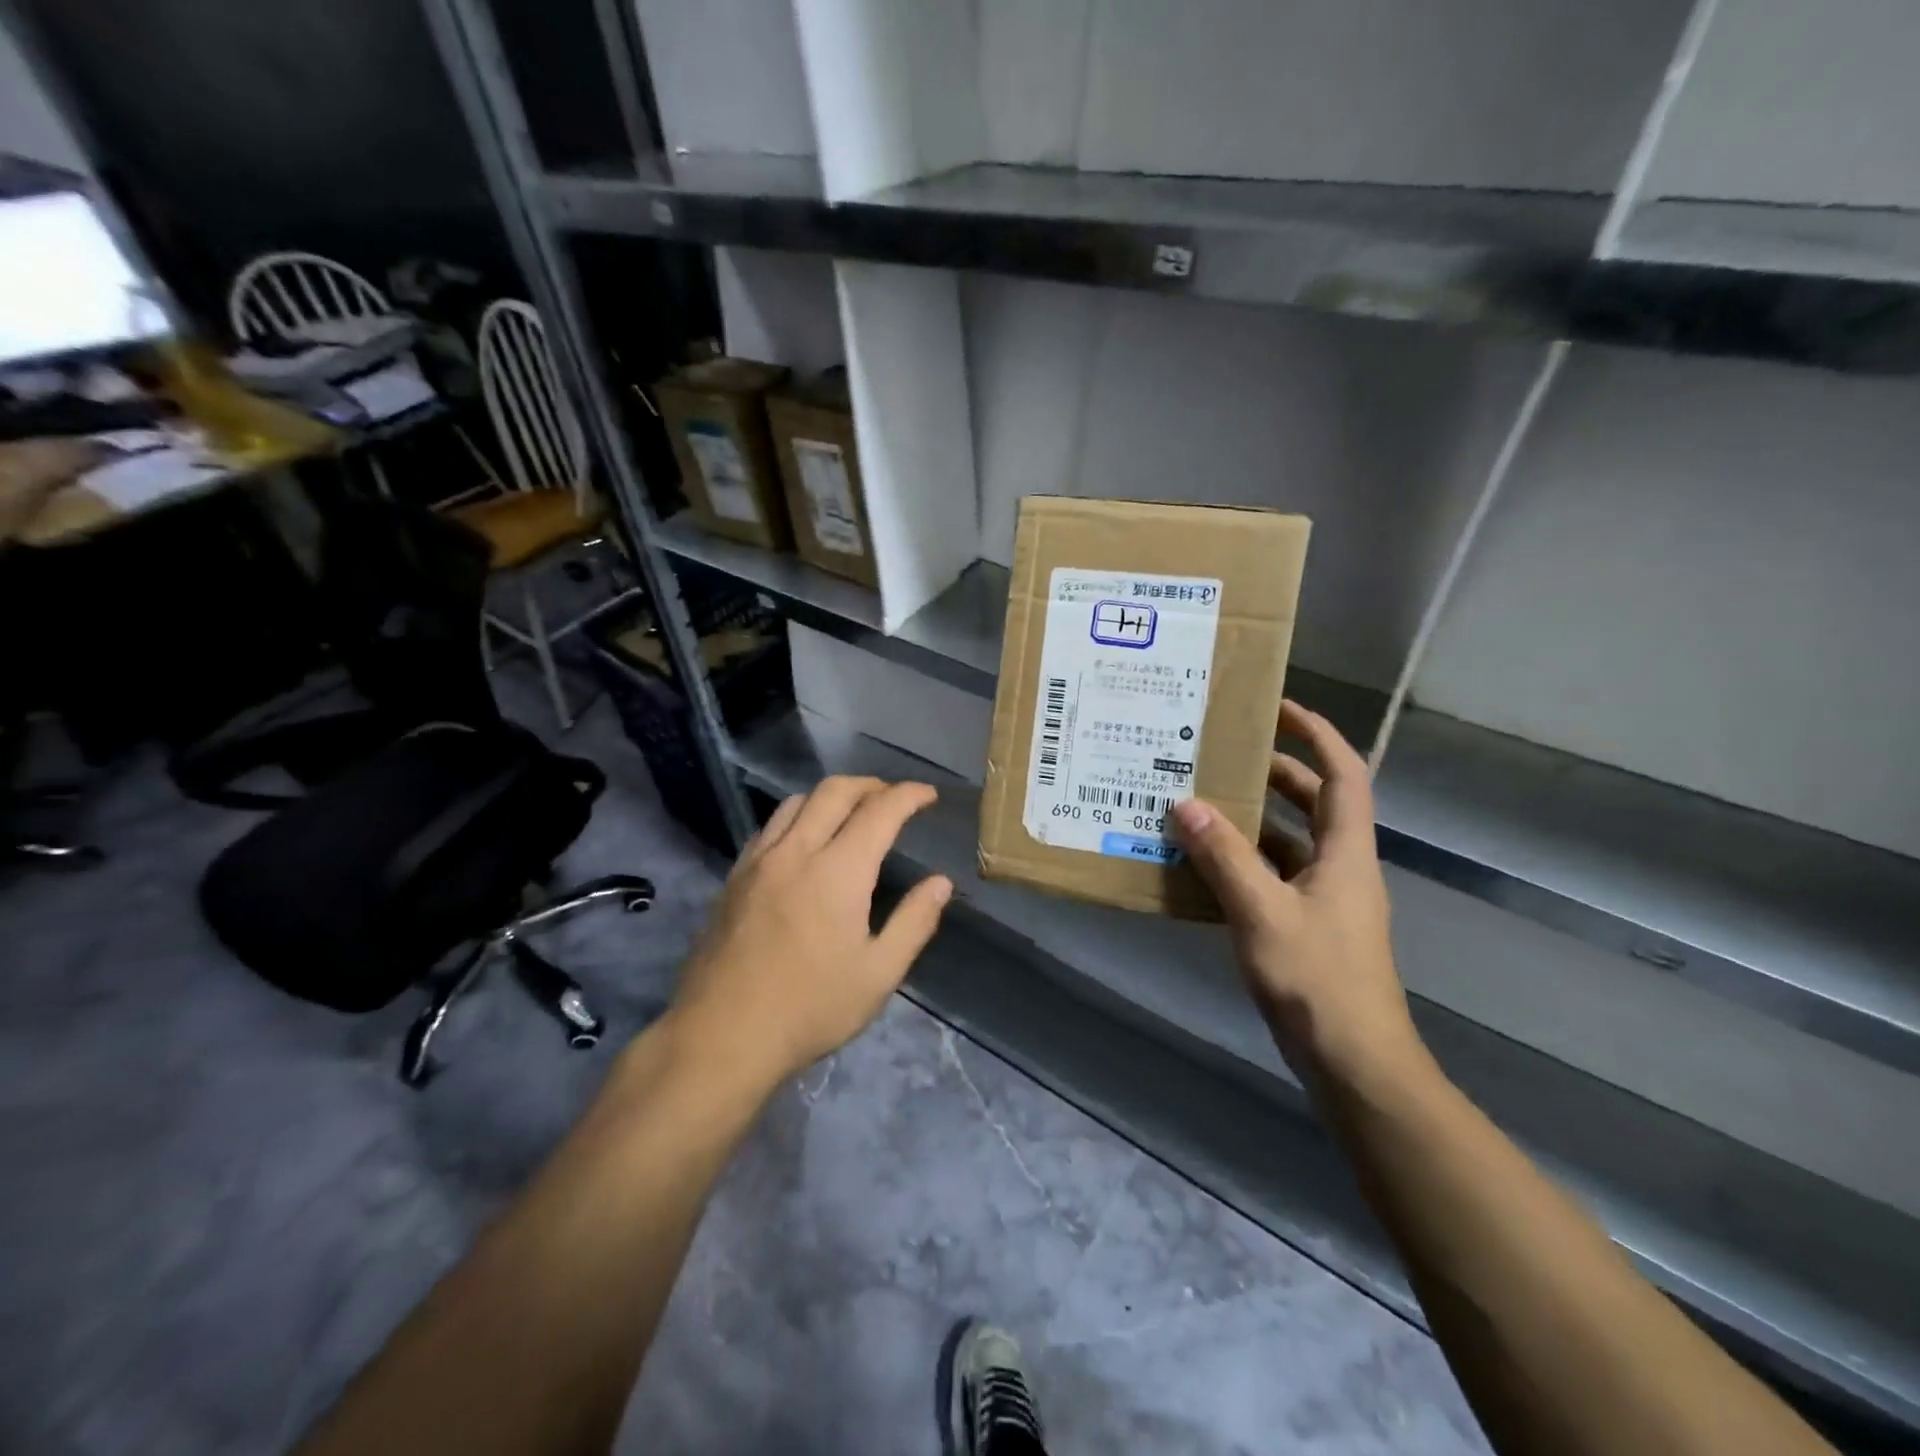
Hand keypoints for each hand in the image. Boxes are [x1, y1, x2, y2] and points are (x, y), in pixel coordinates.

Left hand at [668, 776, 952, 1094]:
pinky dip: (797, 817)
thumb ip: (914, 922)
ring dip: (831, 796)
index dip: (909, 795)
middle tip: (893, 797)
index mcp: (838, 871)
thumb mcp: (878, 974)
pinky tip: (803, 841)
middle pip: (835, 791)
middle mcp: (797, 851)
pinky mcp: (733, 877)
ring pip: (797, 802)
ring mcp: (759, 861)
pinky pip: (769, 826)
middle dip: (871, 785)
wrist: (721, 1035)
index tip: (928, 795)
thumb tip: (941, 883)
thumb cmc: (810, 1008)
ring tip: (851, 812)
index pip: (880, 811)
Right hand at [1169, 702, 1419, 1089]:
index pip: (1343, 774)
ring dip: (1253, 820)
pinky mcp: (1306, 928)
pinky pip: (1273, 878)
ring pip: (1290, 842)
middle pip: (1314, 803)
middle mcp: (1340, 867)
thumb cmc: (1317, 979)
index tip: (1278, 709)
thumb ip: (1224, 857)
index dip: (1317, 734)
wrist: (1353, 1062)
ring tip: (1202, 802)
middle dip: (1275, 773)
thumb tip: (1186, 805)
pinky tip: (1202, 866)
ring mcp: (1325, 901)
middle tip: (1223, 755)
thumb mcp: (1262, 912)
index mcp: (1345, 852)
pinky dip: (1243, 863)